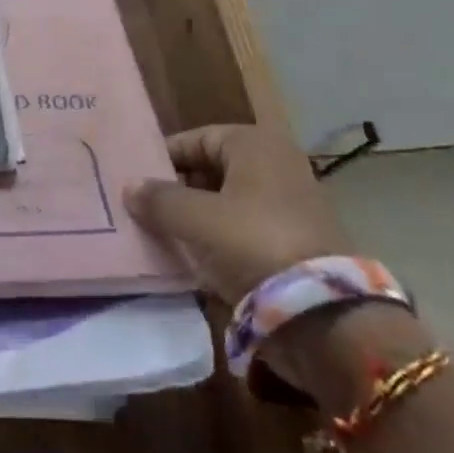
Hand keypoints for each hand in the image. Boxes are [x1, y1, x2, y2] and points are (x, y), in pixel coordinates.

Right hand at [125, 124, 354, 304]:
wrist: (324, 314)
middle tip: (147, 212)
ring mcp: (291, 203)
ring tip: (165, 238)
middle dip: (180, 191)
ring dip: (199, 219)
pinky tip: (196, 262)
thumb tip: (130, 186)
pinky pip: (246, 231)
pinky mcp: (297, 241)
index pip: (196, 139)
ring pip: (229, 203)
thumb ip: (160, 200)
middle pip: (213, 170)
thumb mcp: (197, 219)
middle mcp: (277, 164)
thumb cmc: (254, 244)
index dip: (165, 158)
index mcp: (255, 144)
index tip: (137, 182)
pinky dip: (222, 241)